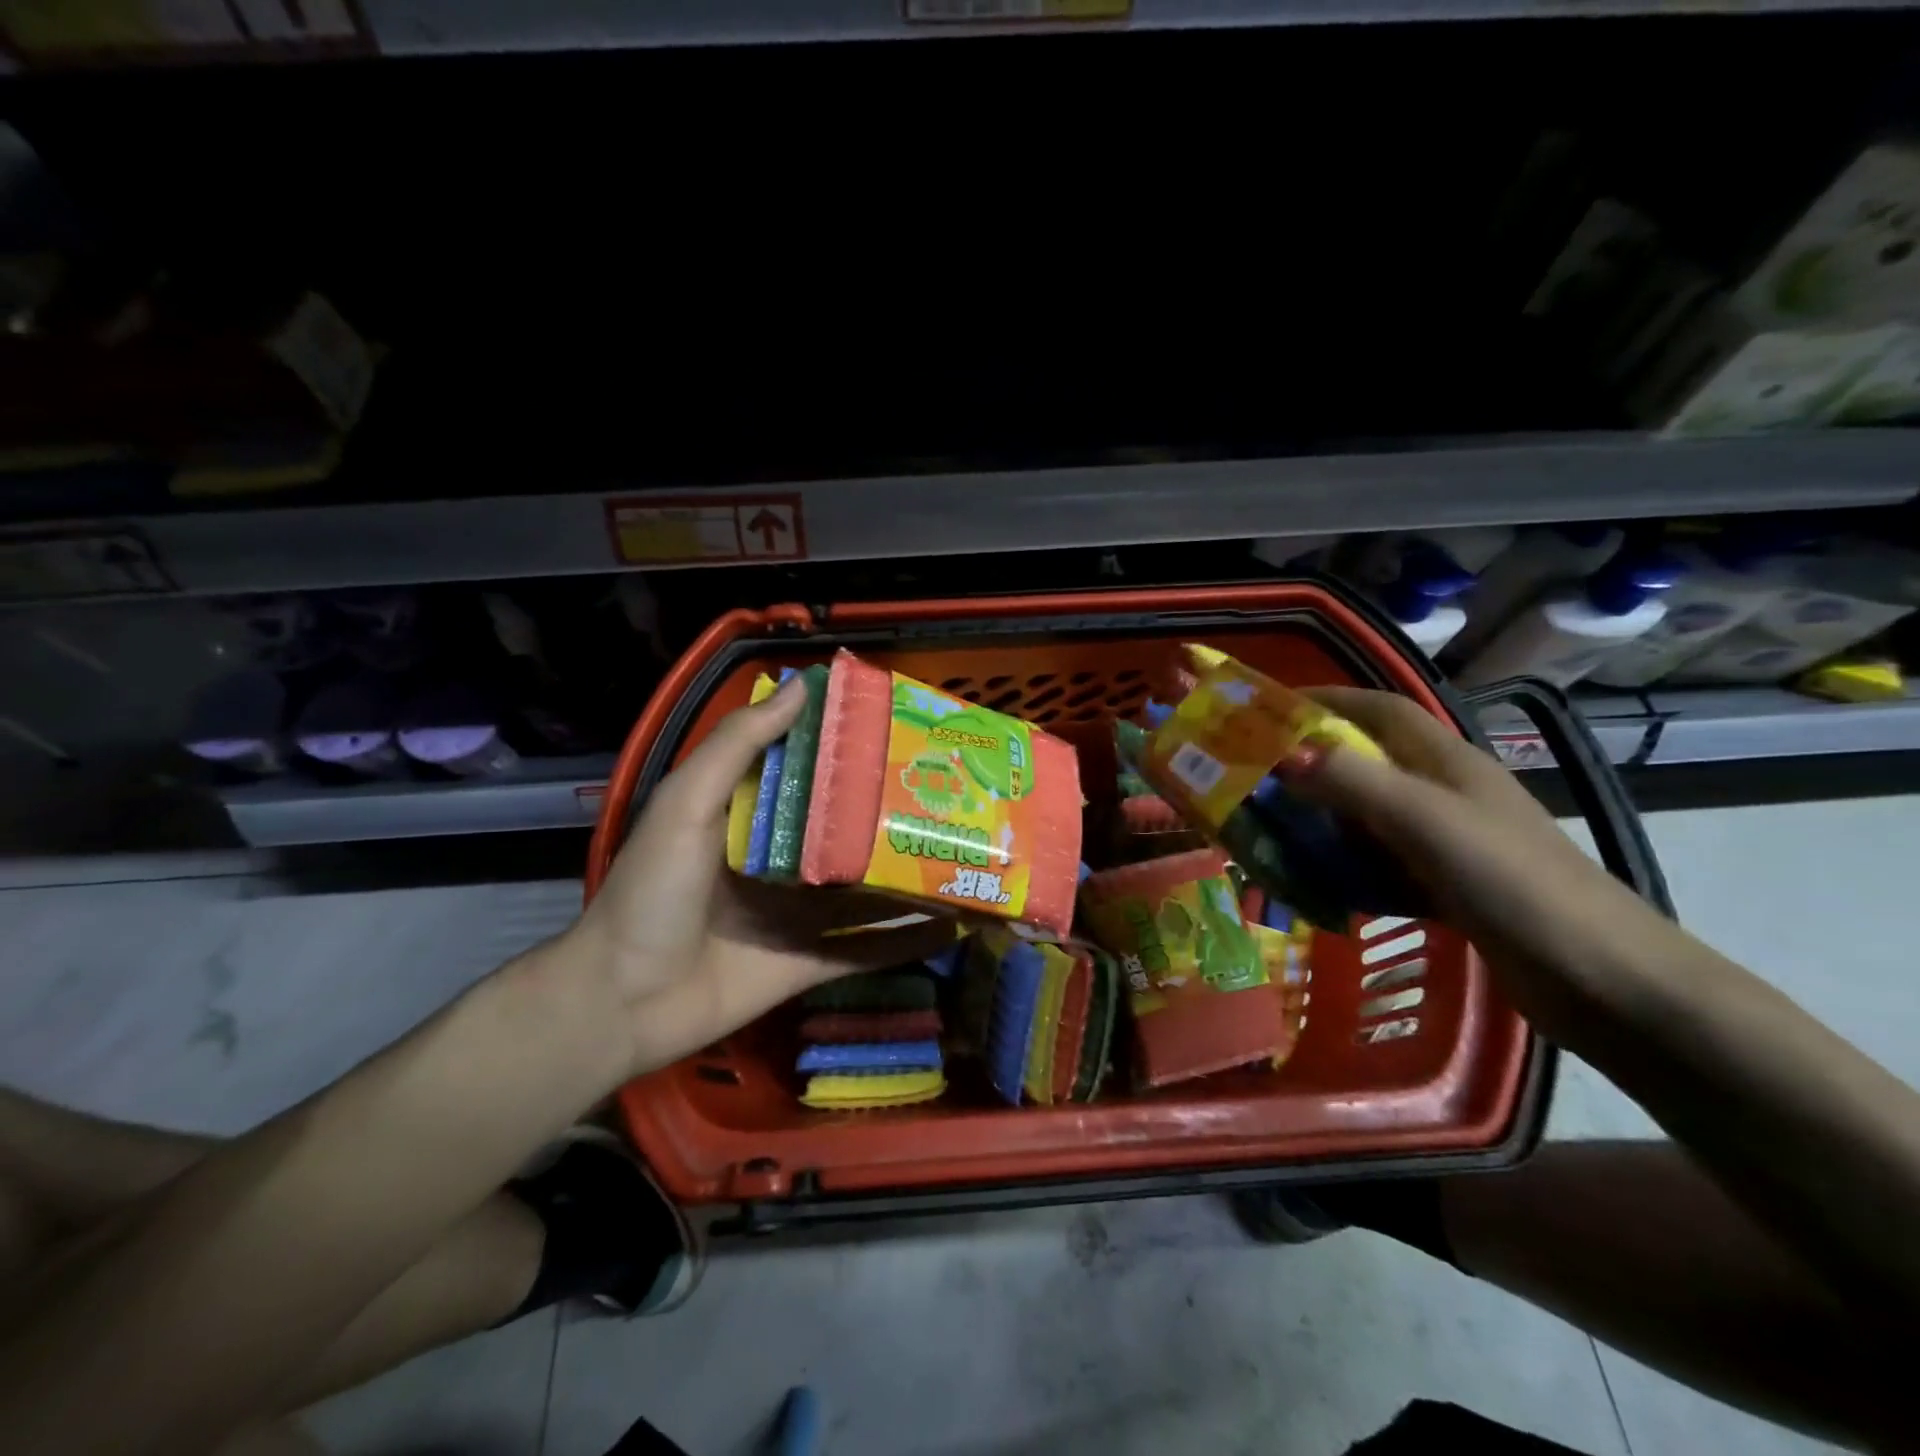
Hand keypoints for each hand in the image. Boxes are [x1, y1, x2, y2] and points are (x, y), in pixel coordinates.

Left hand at [563, 676, 956, 1078]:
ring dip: (911, 871)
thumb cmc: (653, 890)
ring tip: (970, 849)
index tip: (903, 728)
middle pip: (849, 827)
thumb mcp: (687, 803)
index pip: (812, 771)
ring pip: (868, 885)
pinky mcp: (814, 959)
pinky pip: (871, 945)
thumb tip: (802, 686)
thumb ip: (738, 746)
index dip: (852, 749)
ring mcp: (802, 912)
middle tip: (955, 789)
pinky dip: (909, 937)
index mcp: (753, 814)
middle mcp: (784, 857)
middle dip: (896, 810)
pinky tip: (957, 921)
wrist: (625, 1001)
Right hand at [1279, 686, 1675, 1041]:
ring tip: (1269, 836)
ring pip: (1367, 816)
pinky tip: (1318, 889)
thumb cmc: (1512, 883)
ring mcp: (1447, 841)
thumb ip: (1354, 782)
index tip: (1267, 708)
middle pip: (1365, 762)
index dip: (1326, 699)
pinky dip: (1345, 869)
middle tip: (1251, 782)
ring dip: (1321, 821)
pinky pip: (1379, 863)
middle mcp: (1444, 792)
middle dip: (1308, 765)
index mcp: (1444, 762)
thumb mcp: (1426, 822)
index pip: (1378, 709)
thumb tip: (1284, 753)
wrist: (1603, 980)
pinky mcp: (1448, 885)